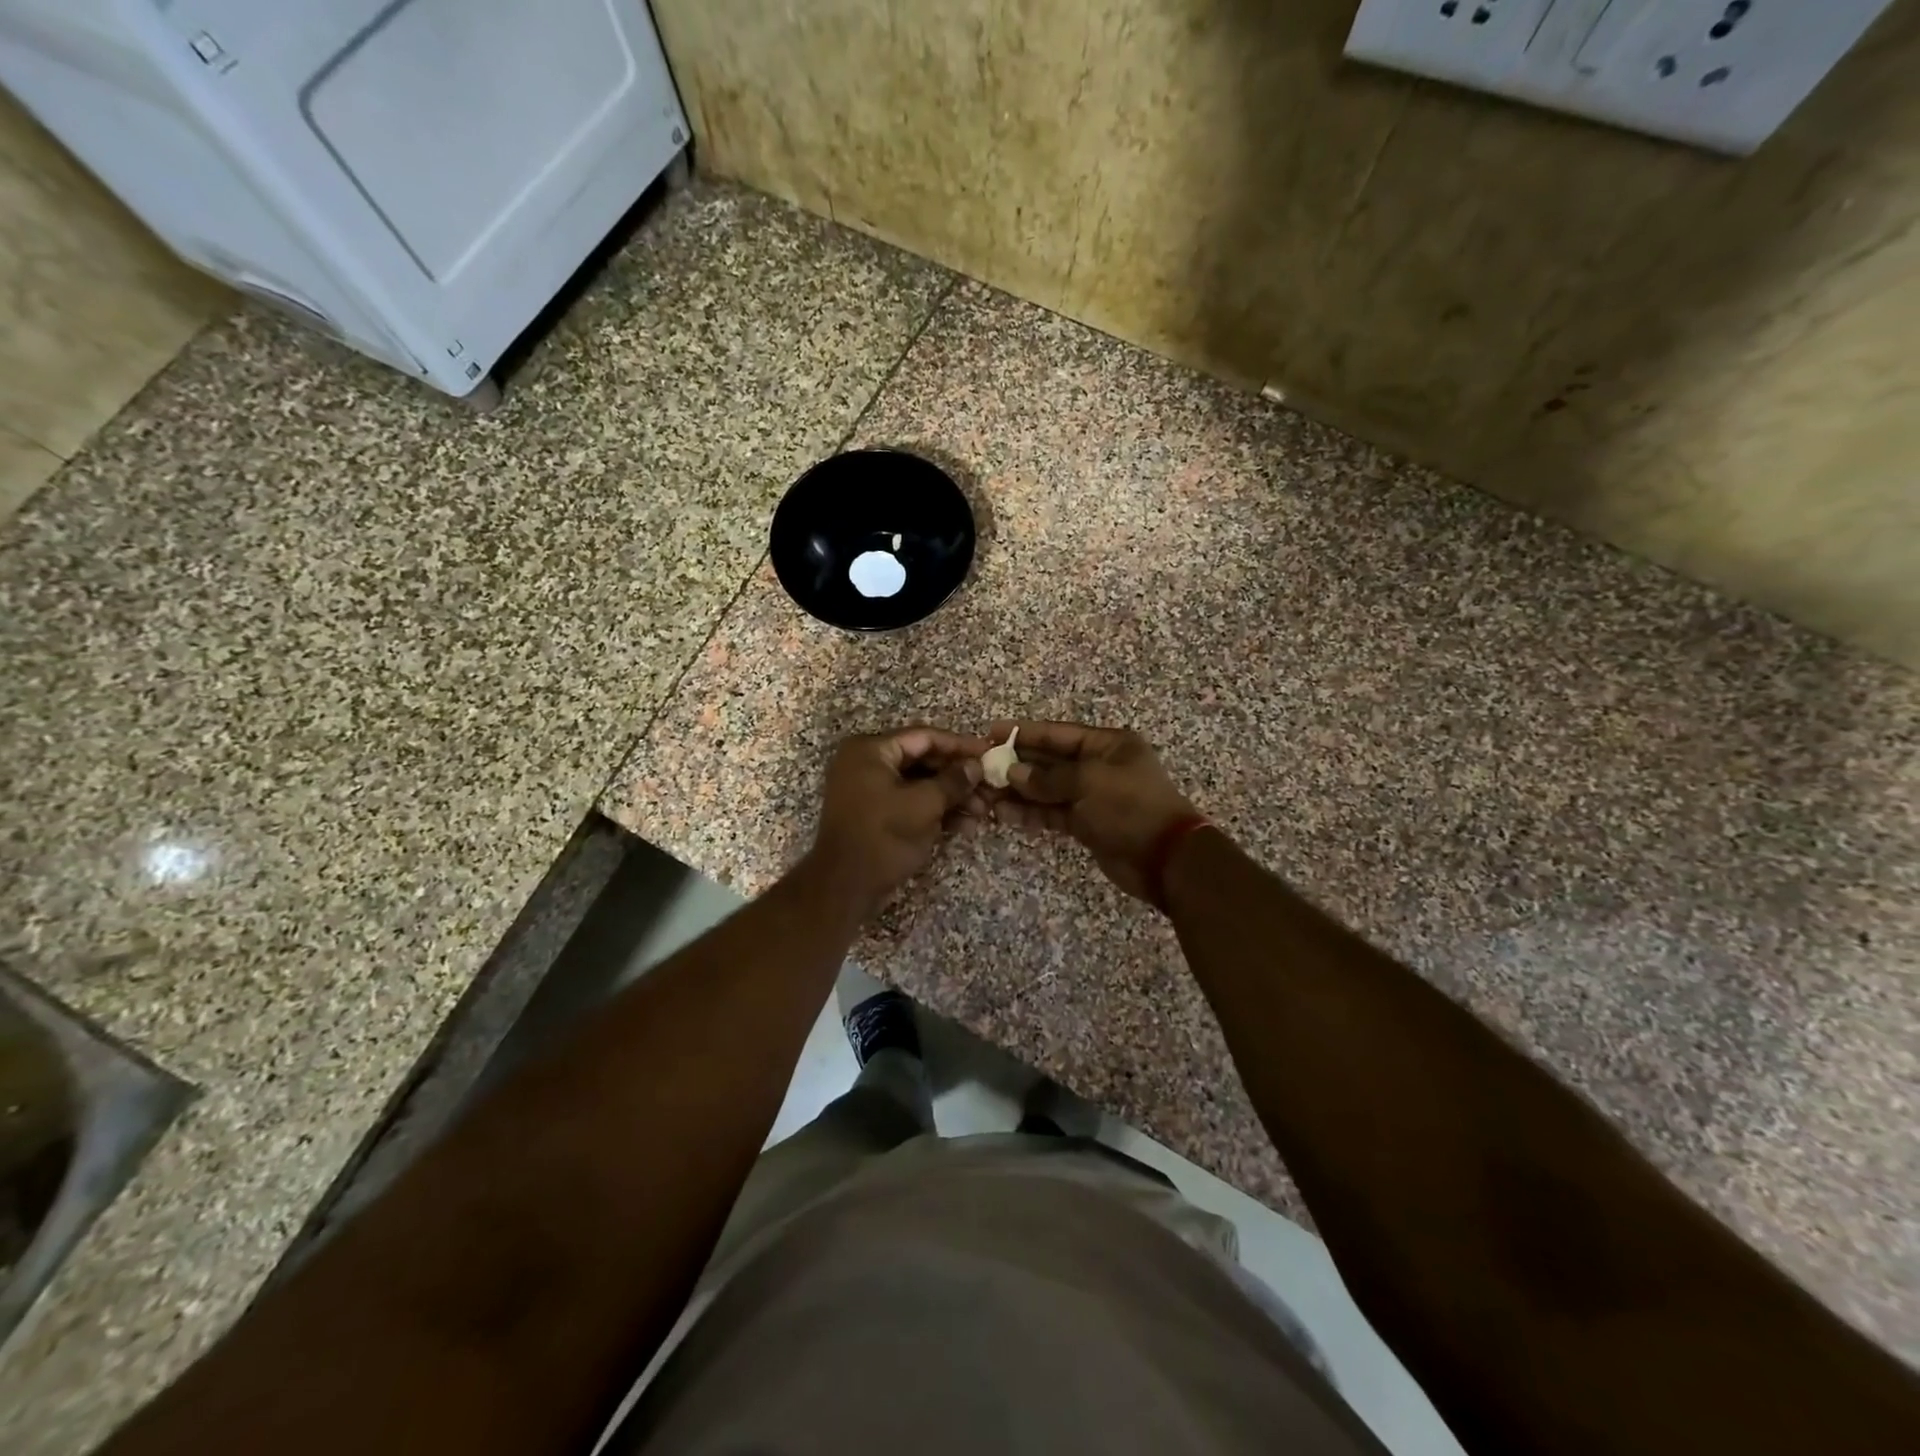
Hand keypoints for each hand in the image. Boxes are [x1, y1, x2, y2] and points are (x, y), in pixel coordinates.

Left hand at [807, 727, 990, 916]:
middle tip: (990, 788)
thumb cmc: (883, 837)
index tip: (989, 754)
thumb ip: (953, 781)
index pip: (924, 737)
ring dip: (951, 797)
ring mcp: (868, 788)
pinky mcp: (874, 812)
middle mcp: (866, 762)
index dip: (960, 745)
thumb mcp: (924, 805)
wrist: (844, 887)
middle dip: (958, 777)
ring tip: (982, 812)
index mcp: (871, 749)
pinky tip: (965, 826)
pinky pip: (909, 801)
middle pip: (923, 760)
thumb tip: (976, 766)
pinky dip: (935, 811)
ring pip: (919, 783)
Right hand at [988, 721, 1197, 901]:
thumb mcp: (1089, 783)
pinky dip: (1032, 814)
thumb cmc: (1130, 807)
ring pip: (1048, 790)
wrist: (1166, 859)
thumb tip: (1013, 773)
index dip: (1025, 732)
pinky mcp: (1087, 824)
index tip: (992, 731)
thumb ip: (1048, 778)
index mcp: (1108, 744)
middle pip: (1050, 761)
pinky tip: (1005, 816)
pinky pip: (1053, 813)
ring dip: (1019, 793)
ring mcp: (1093, 796)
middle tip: (982, 768)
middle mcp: (1099, 766)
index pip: (1058, 733)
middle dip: (1017, 765)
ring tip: (986, 796)